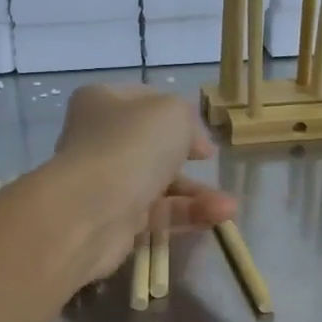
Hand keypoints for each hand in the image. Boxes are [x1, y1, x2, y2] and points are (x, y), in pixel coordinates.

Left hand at [48, 85, 236, 280]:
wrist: (92, 210)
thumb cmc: (132, 146)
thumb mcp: (172, 113)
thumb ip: (187, 120)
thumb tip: (191, 145)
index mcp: (101, 101)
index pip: (143, 101)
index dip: (176, 113)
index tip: (200, 132)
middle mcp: (98, 140)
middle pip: (151, 146)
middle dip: (188, 158)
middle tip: (210, 163)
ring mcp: (105, 182)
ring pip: (158, 184)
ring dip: (196, 194)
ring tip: (229, 206)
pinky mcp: (115, 220)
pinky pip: (157, 214)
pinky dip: (187, 215)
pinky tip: (219, 217)